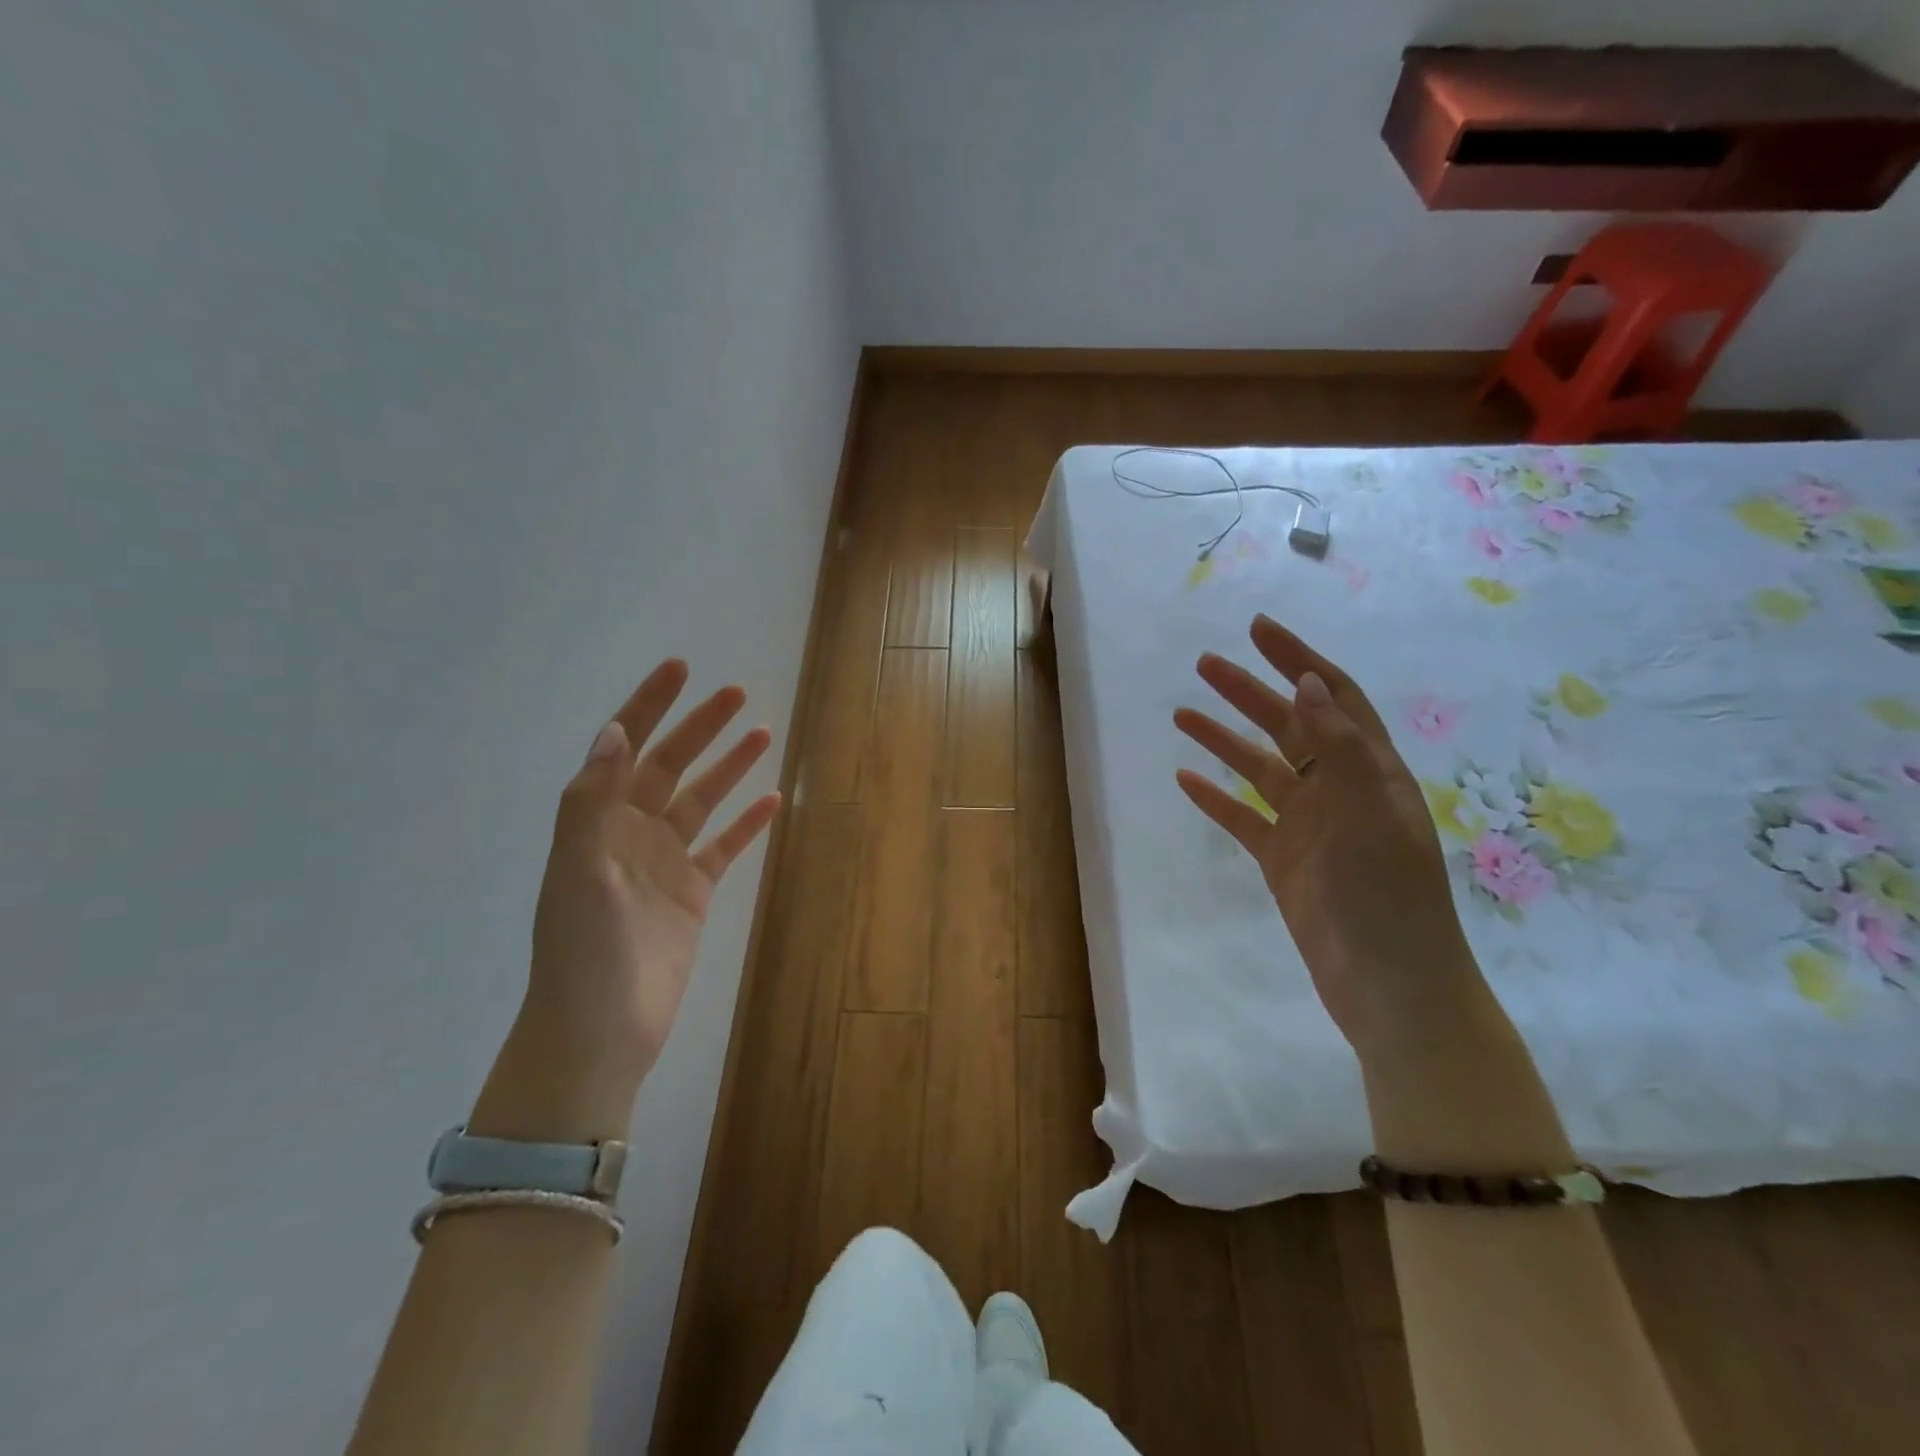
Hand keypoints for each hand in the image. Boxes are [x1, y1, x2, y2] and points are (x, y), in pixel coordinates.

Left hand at [471, 660, 780, 1141]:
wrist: (600, 1032)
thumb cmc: (583, 951)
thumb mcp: (577, 871)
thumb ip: (591, 802)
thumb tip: (614, 731)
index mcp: (597, 822)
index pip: (625, 749)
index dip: (650, 705)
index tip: (680, 668)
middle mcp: (630, 833)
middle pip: (670, 766)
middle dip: (700, 727)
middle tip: (737, 694)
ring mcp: (664, 863)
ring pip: (702, 801)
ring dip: (728, 767)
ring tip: (762, 733)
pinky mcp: (693, 894)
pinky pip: (724, 848)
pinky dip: (746, 824)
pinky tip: (771, 800)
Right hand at [1173, 615, 1488, 1062]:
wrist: (1389, 986)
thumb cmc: (1388, 895)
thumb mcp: (1369, 813)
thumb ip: (1339, 747)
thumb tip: (1306, 683)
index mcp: (1370, 771)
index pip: (1332, 697)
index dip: (1297, 660)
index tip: (1257, 630)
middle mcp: (1339, 789)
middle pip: (1288, 725)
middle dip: (1249, 691)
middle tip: (1204, 664)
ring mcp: (1309, 826)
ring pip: (1259, 769)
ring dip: (1223, 739)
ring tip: (1182, 713)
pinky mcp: (1282, 860)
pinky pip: (1242, 818)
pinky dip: (1215, 797)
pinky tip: (1185, 779)